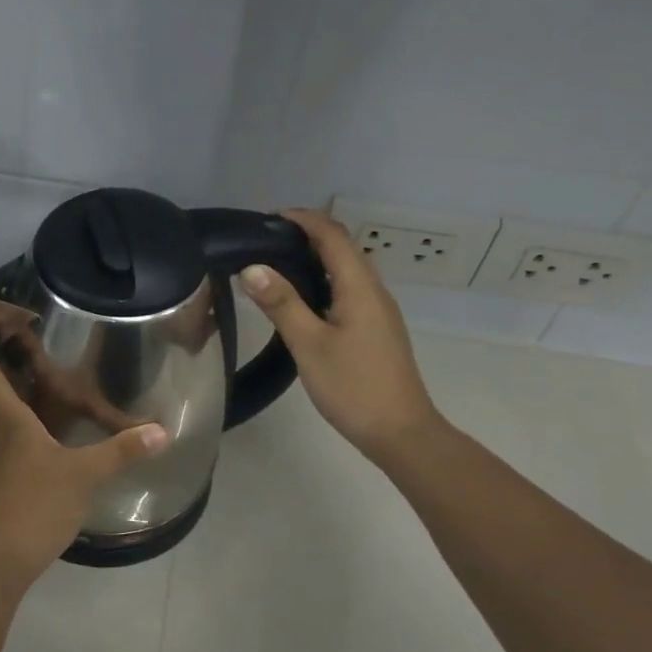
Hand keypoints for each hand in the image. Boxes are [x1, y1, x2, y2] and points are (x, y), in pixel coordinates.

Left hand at [0, 312, 169, 592]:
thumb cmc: (32, 506)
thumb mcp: (83, 475)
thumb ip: (121, 451)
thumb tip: (160, 431)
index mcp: (5, 418)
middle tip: (15, 328)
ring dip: (6, 381)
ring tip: (33, 364)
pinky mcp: (1, 476)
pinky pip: (7, 430)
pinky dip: (21, 413)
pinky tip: (46, 420)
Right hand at [238, 208, 441, 465]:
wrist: (400, 432)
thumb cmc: (354, 386)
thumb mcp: (309, 344)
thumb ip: (281, 303)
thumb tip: (251, 267)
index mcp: (360, 286)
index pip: (332, 234)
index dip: (302, 219)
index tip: (266, 220)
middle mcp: (373, 290)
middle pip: (341, 248)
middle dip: (304, 235)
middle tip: (262, 243)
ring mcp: (377, 311)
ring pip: (344, 270)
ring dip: (313, 259)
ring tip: (273, 267)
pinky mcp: (374, 329)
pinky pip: (346, 290)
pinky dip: (321, 281)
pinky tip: (299, 301)